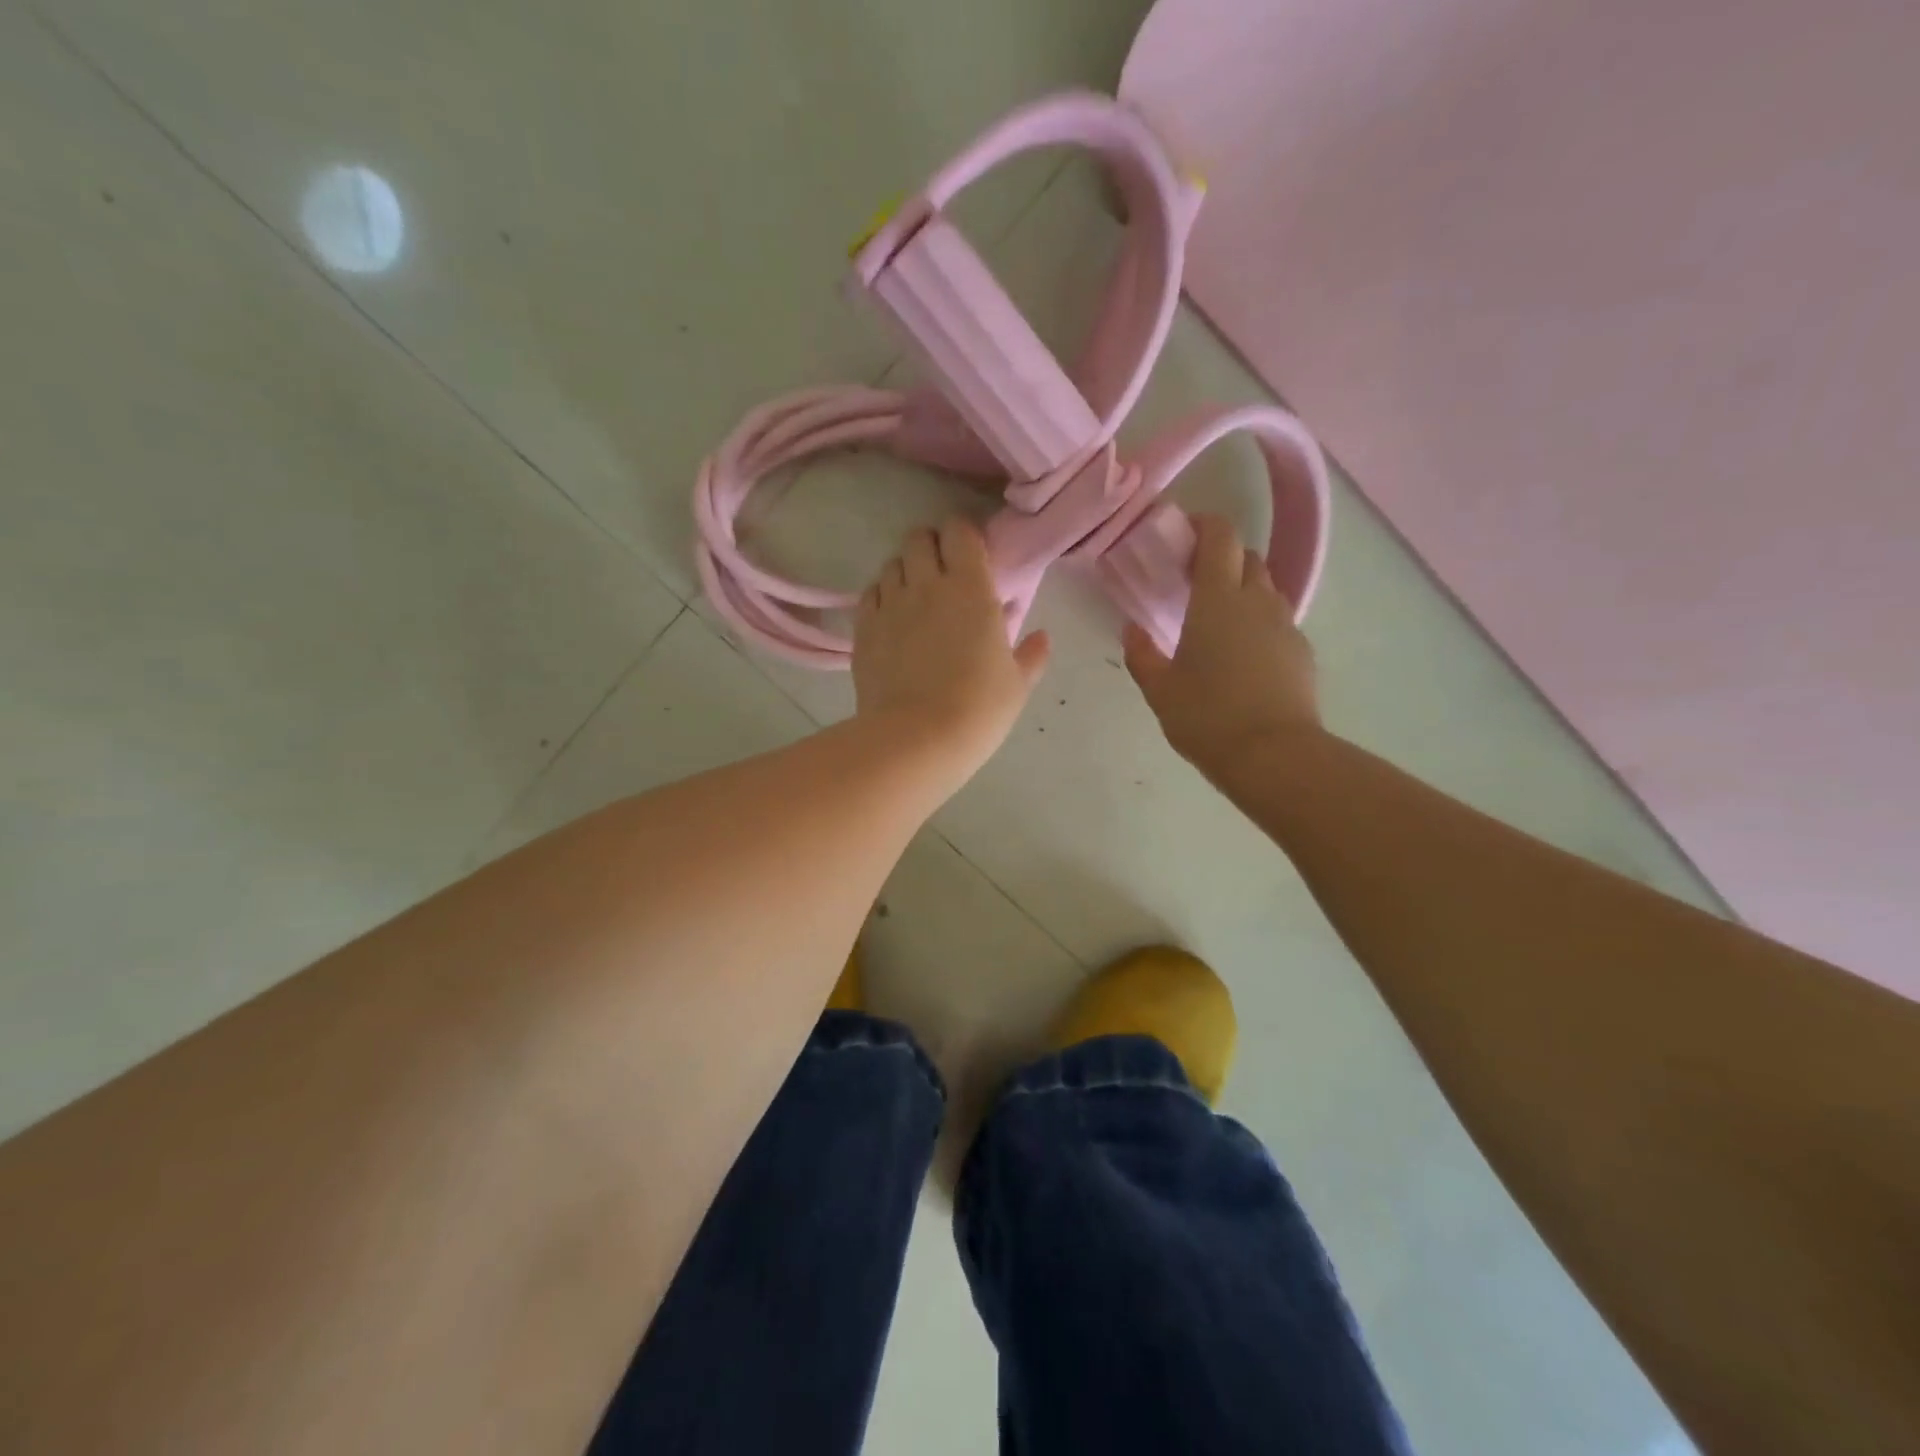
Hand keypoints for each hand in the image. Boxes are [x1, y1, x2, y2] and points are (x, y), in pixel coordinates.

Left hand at [853, 518, 1049, 790]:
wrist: (917, 738)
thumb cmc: (978, 708)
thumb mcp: (1016, 685)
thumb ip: (1031, 655)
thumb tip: (1042, 637)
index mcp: (970, 588)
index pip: (960, 531)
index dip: (964, 536)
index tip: (973, 555)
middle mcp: (926, 584)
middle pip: (919, 538)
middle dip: (931, 546)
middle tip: (943, 573)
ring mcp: (890, 604)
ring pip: (891, 564)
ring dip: (905, 572)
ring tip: (916, 598)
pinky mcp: (863, 628)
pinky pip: (870, 594)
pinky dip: (881, 597)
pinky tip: (891, 619)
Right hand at [1123, 514, 1320, 776]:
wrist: (1274, 756)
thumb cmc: (1207, 717)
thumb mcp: (1160, 690)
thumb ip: (1142, 654)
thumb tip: (1132, 630)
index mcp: (1218, 600)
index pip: (1220, 537)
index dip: (1203, 525)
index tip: (1182, 534)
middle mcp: (1257, 601)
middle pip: (1246, 558)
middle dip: (1222, 559)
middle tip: (1194, 583)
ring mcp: (1285, 626)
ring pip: (1266, 589)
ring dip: (1243, 591)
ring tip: (1218, 621)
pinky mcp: (1302, 652)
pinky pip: (1278, 622)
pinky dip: (1259, 624)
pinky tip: (1243, 657)